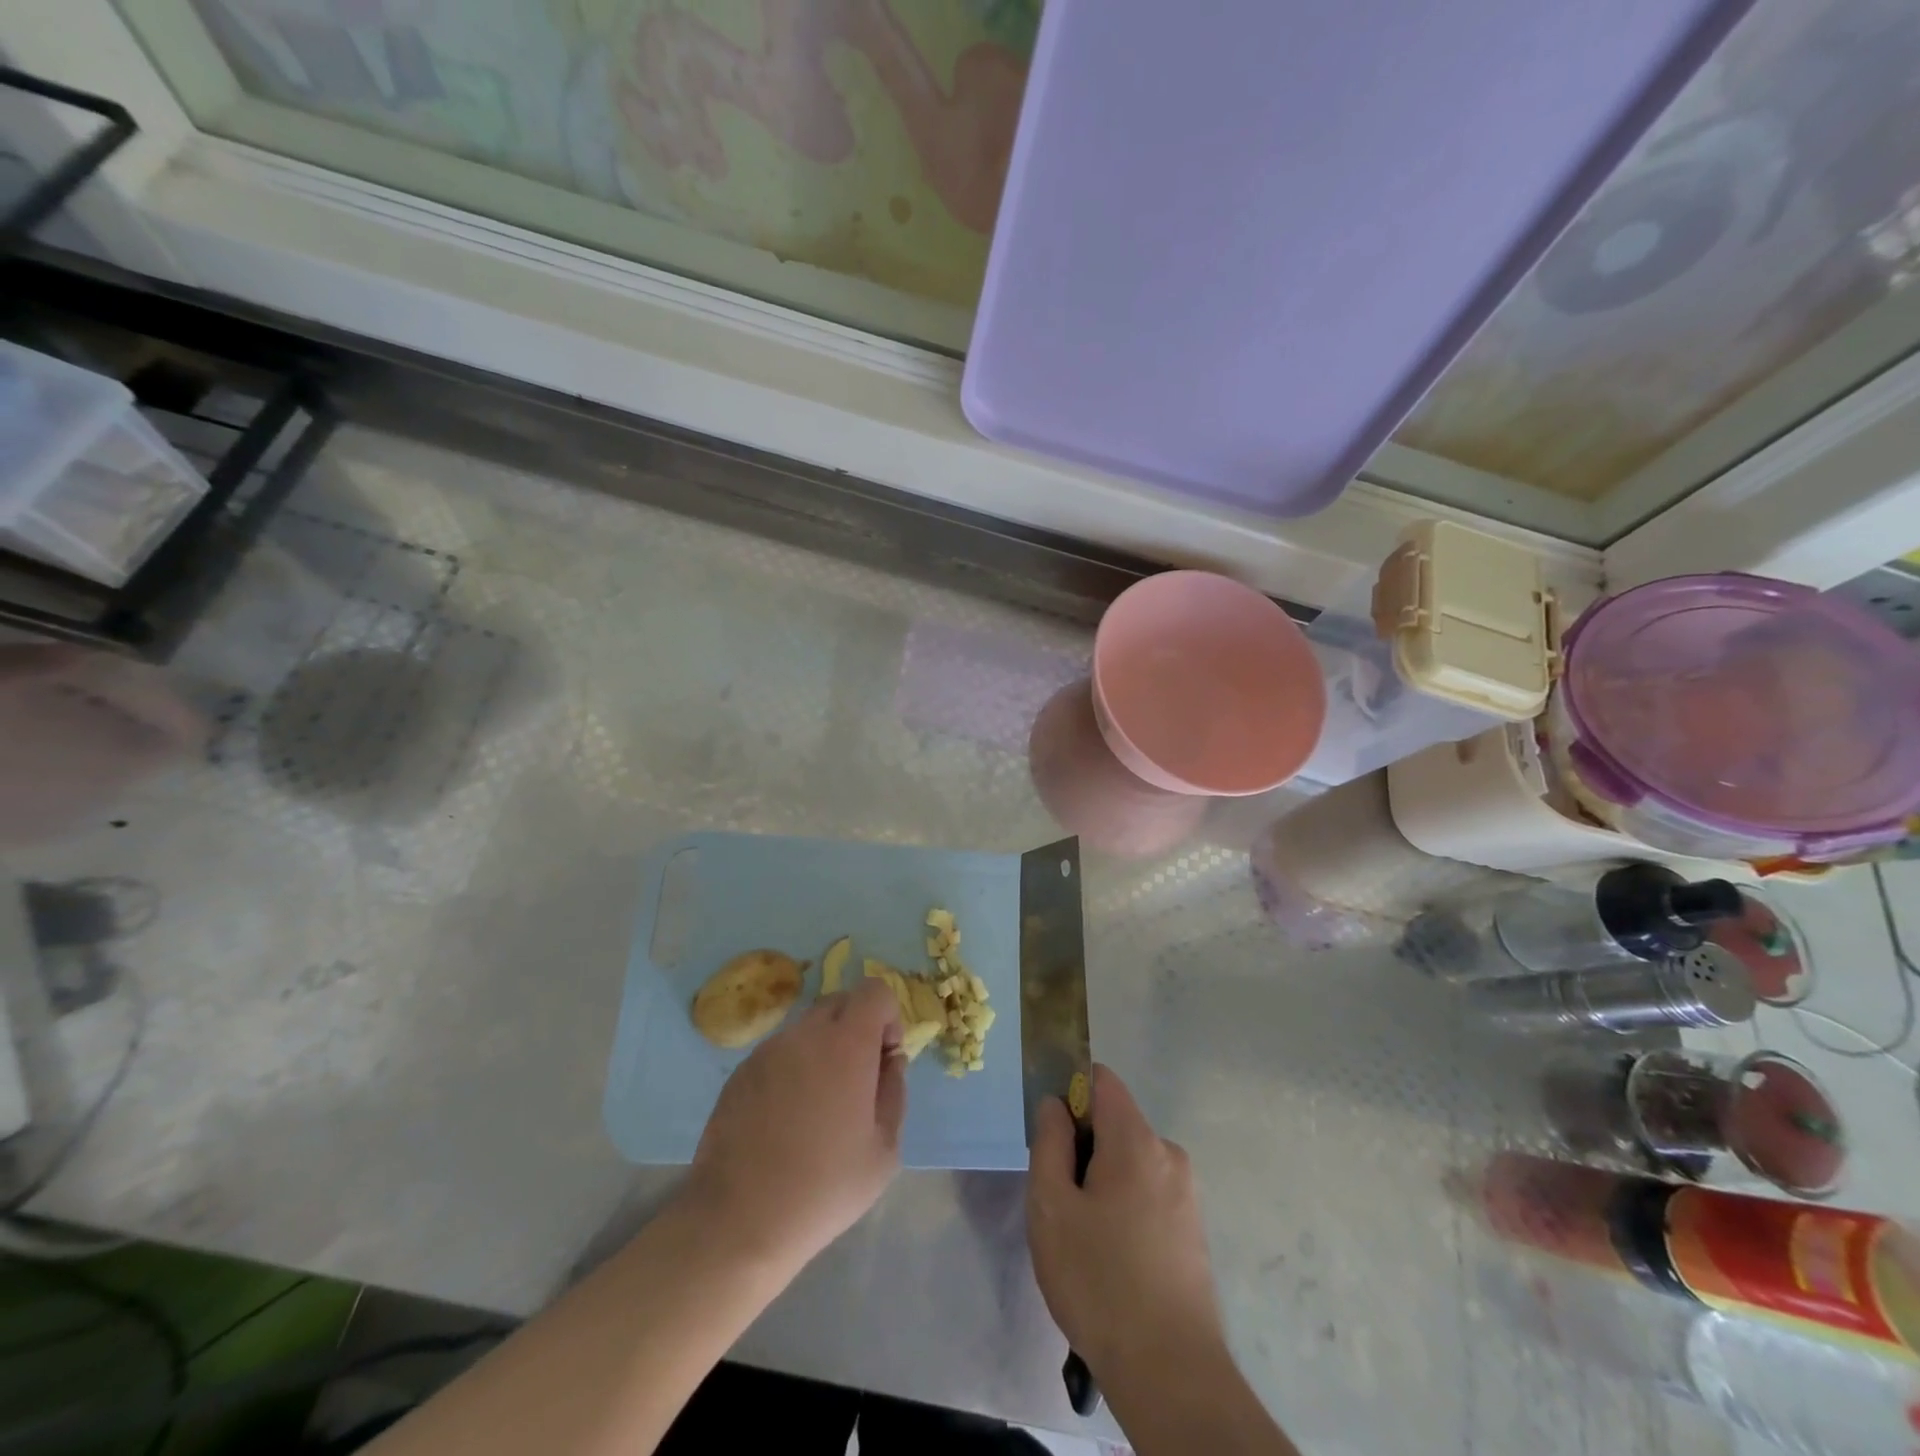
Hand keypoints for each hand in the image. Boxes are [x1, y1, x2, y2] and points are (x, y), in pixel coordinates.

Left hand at [681, 976, 906, 1274]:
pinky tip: (785, 1120)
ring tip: (817, 1108)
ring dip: (823, 1050)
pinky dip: (792, 1069)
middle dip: (857, 1029)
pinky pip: (779, 1053)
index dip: (888, 1017)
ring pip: (808, 1028)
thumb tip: (889, 1060)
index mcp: (846, 1043)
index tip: (883, 1060)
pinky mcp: (740, 1072)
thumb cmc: (824, 1188)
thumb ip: (894, 1091)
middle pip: (840, 1002)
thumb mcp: (884, 1150)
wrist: (739, 1221)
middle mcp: (805, 1034)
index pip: (874, 990)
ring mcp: (767, 1050)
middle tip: (856, 1082)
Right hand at [1026, 1065, 1225, 1380]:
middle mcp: (1168, 1153)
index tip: (1050, 1136)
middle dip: (1082, 1147)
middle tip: (1060, 1202)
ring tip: (1083, 1239)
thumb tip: (1056, 1104)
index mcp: (1136, 1140)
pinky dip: (1124, 1206)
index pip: (1101, 1080)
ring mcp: (1186, 1192)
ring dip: (1102, 1181)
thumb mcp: (1051, 1207)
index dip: (1070, 1093)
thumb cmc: (1099, 1282)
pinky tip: (1111, 1259)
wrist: (1171, 1375)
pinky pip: (1148, 1191)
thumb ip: (1049, 1141)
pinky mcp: (1193, 1228)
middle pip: (1115, 1122)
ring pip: (1129, 1161)